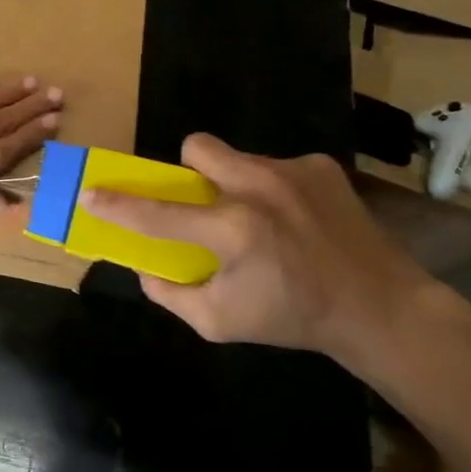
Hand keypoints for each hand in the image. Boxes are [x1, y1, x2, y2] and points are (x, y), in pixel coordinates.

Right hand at [80, 133, 438, 360]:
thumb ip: (171, 295)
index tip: (89, 192)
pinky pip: (275, 165)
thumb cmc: (293, 319)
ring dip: (234, 182)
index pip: (157, 212)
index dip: (117, 204)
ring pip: (237, 157)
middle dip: (189, 171)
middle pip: (197, 148)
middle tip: (204, 203)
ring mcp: (292, 171)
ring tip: (261, 218)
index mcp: (233, 231)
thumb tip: (144, 267)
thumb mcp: (221, 323)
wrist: (380, 308)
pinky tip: (296, 219)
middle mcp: (259, 188)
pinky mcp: (319, 166)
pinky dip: (274, 188)